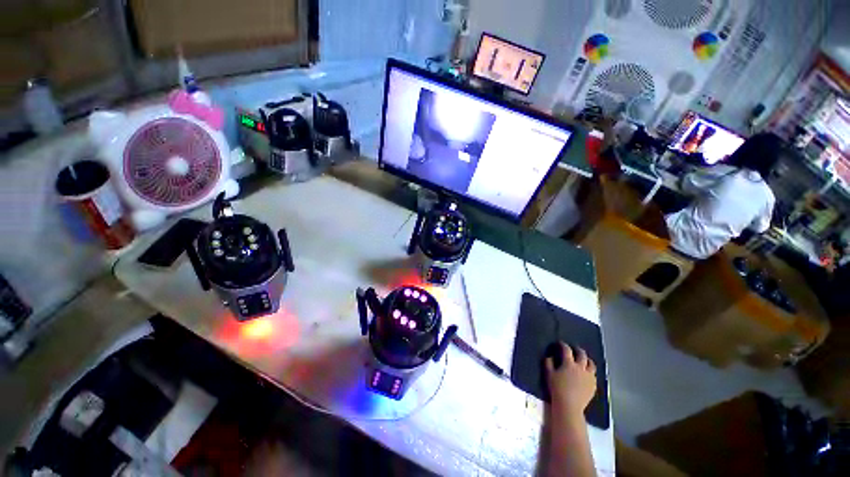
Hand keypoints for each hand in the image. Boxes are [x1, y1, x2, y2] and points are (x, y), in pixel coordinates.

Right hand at [545, 343, 596, 416]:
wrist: (570, 406)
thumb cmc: (557, 389)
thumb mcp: (549, 374)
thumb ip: (548, 363)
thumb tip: (550, 356)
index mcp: (569, 364)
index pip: (567, 350)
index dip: (563, 345)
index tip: (560, 343)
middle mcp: (581, 368)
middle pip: (582, 355)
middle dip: (578, 350)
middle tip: (574, 349)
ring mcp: (589, 377)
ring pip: (591, 364)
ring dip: (587, 360)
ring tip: (584, 360)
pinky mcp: (593, 385)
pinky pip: (593, 375)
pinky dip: (590, 371)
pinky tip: (586, 374)